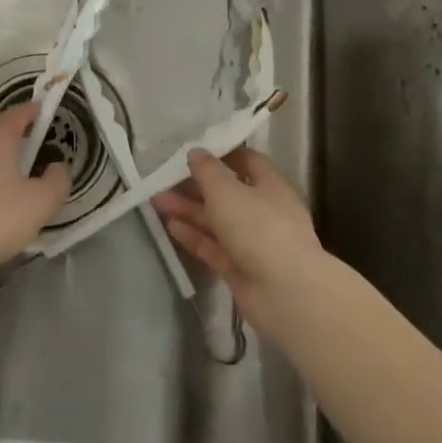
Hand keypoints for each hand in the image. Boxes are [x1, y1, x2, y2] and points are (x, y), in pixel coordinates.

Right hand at [152, 146, 327, 339]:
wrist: (284, 292)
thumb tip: (196, 152)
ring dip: (189, 210)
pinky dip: (194, 236)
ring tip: (157, 200)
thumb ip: (207, 171)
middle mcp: (264, 212)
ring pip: (217, 221)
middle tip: (165, 178)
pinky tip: (171, 227)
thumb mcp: (226, 191)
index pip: (248, 162)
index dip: (223, 154)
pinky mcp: (240, 269)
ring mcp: (253, 243)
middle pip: (228, 193)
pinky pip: (214, 247)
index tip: (195, 150)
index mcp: (271, 186)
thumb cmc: (258, 227)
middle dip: (196, 186)